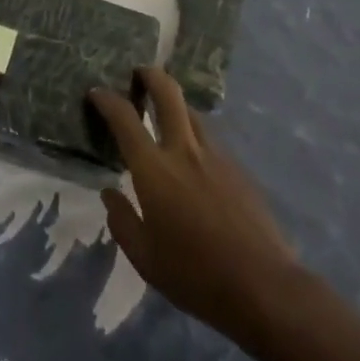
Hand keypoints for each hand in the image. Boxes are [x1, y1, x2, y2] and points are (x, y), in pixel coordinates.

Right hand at [90, 67, 300, 348]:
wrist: (263, 287)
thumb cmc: (196, 276)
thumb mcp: (145, 259)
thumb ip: (122, 221)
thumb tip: (109, 192)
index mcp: (155, 170)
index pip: (125, 118)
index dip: (107, 99)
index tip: (96, 91)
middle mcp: (184, 150)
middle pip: (167, 92)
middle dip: (150, 74)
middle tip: (138, 73)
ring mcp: (215, 155)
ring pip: (191, 111)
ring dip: (174, 104)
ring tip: (165, 115)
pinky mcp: (237, 167)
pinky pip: (209, 138)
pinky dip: (194, 134)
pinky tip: (194, 158)